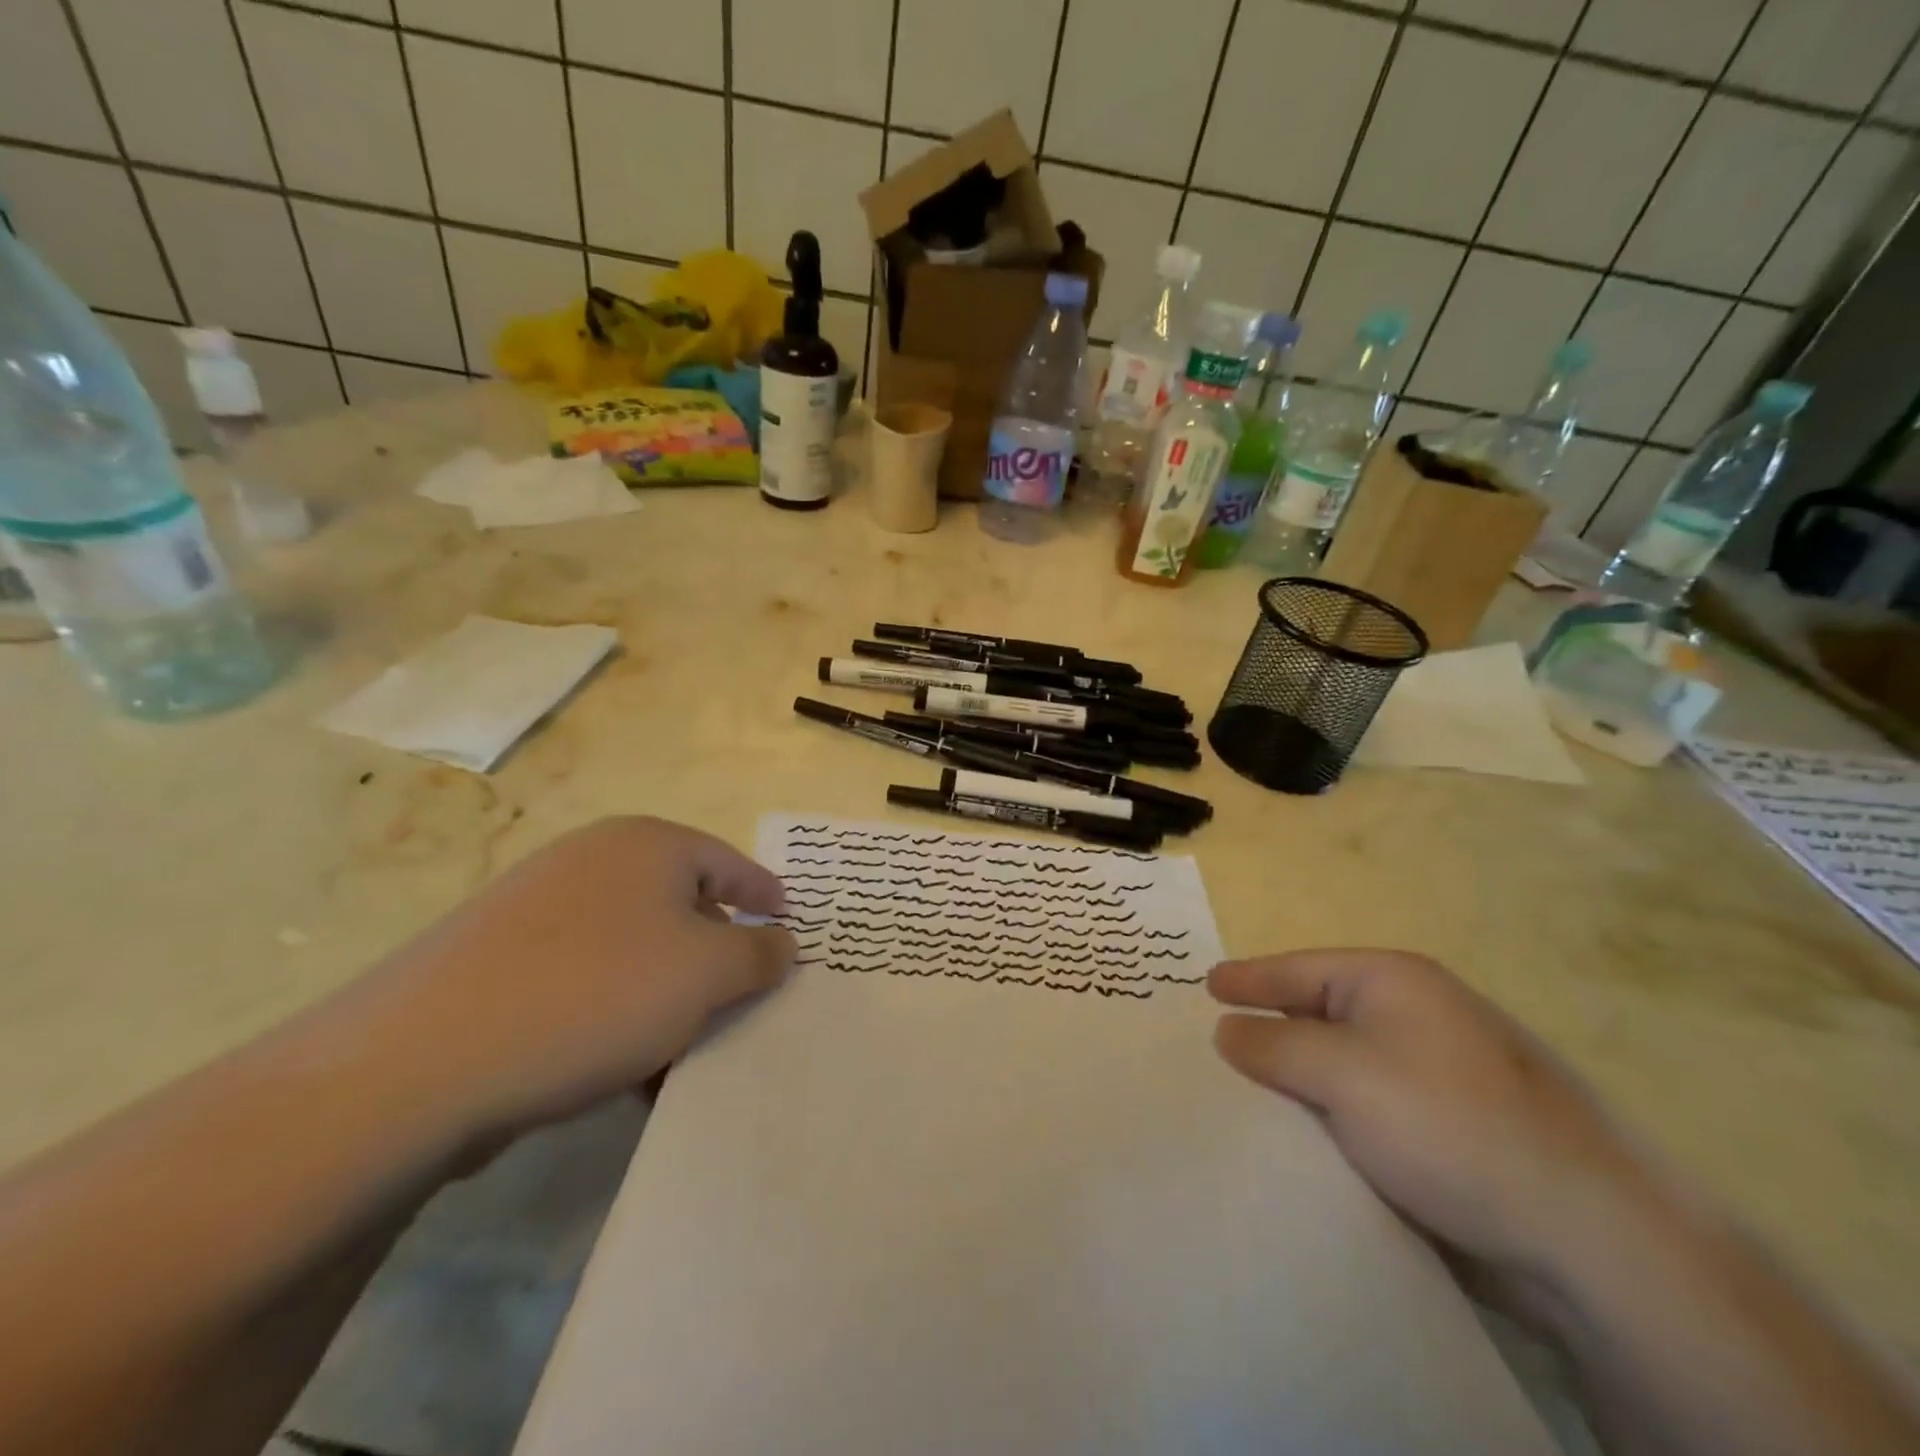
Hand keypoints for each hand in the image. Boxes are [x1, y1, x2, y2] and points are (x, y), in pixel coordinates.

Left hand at [357, 817, 794, 1148]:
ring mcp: (535, 908)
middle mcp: (591, 860)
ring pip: (632, 949)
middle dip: (715, 958)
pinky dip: (614, 1014)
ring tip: (680, 1054)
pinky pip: (584, 979)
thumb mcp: (707, 973)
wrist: (417, 1064)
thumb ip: (759, 953)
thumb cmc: (595, 994)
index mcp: (646, 844)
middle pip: (680, 905)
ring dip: (666, 997)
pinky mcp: (495, 961)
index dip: (765, 896)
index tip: (789, 928)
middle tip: (739, 1002)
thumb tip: (779, 942)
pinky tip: (618, 1069)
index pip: (729, 862)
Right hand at [1209, 951, 1657, 1296]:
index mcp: (1394, 982)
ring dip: (1298, 1078)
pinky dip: (1330, 1113)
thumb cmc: (1446, 1124)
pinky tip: (1303, 1135)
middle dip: (1268, 1029)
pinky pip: (1366, 1106)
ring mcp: (1437, 1072)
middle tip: (1214, 1042)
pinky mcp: (1448, 1127)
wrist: (1584, 1237)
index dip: (1248, 978)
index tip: (1204, 986)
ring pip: (1342, 1064)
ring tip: (1246, 1092)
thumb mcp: (1341, 1072)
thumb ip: (1272, 1044)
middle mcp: (1416, 1015)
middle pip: (1319, 1012)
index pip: (1300, 969)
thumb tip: (1228, 1030)